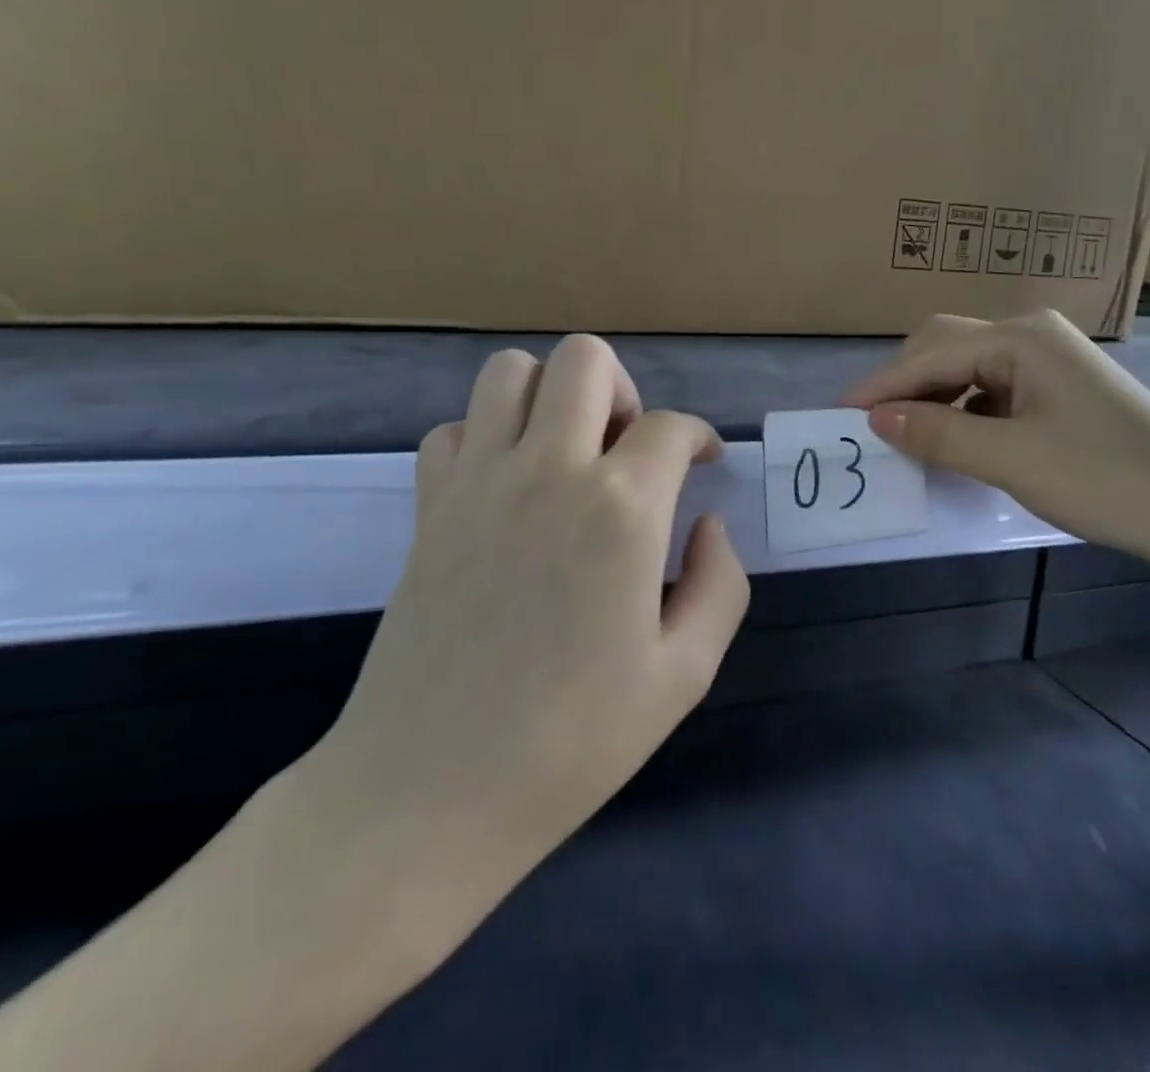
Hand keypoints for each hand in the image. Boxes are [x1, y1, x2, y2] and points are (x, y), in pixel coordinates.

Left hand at [297, 335, 749, 933]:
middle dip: (623, 389)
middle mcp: (549, 470)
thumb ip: (720, 584)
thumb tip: (709, 524)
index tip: (704, 464)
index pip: (672, 427)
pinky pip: (452, 429)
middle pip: (585, 359)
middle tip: (629, 449)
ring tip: (567, 452)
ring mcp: (479, 481)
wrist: (430, 791)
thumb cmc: (571, 741)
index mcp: (621, 509)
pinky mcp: (429, 505)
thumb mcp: (684, 675)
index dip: (699, 438)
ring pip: (510, 371)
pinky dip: (484, 436)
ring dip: (550, 394)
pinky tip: (504, 486)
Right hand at [843, 311, 1149, 570]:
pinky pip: (991, 390)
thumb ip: (938, 434)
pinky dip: (963, 411)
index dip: (881, 387)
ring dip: (933, 399)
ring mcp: (1048, 361)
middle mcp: (1031, 335)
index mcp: (1020, 338)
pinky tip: (955, 441)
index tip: (838, 417)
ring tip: (906, 438)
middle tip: (872, 428)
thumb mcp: (1010, 460)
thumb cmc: (1107, 480)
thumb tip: (877, 419)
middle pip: (945, 348)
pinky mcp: (1058, 389)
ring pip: (967, 370)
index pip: (929, 355)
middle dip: (904, 385)